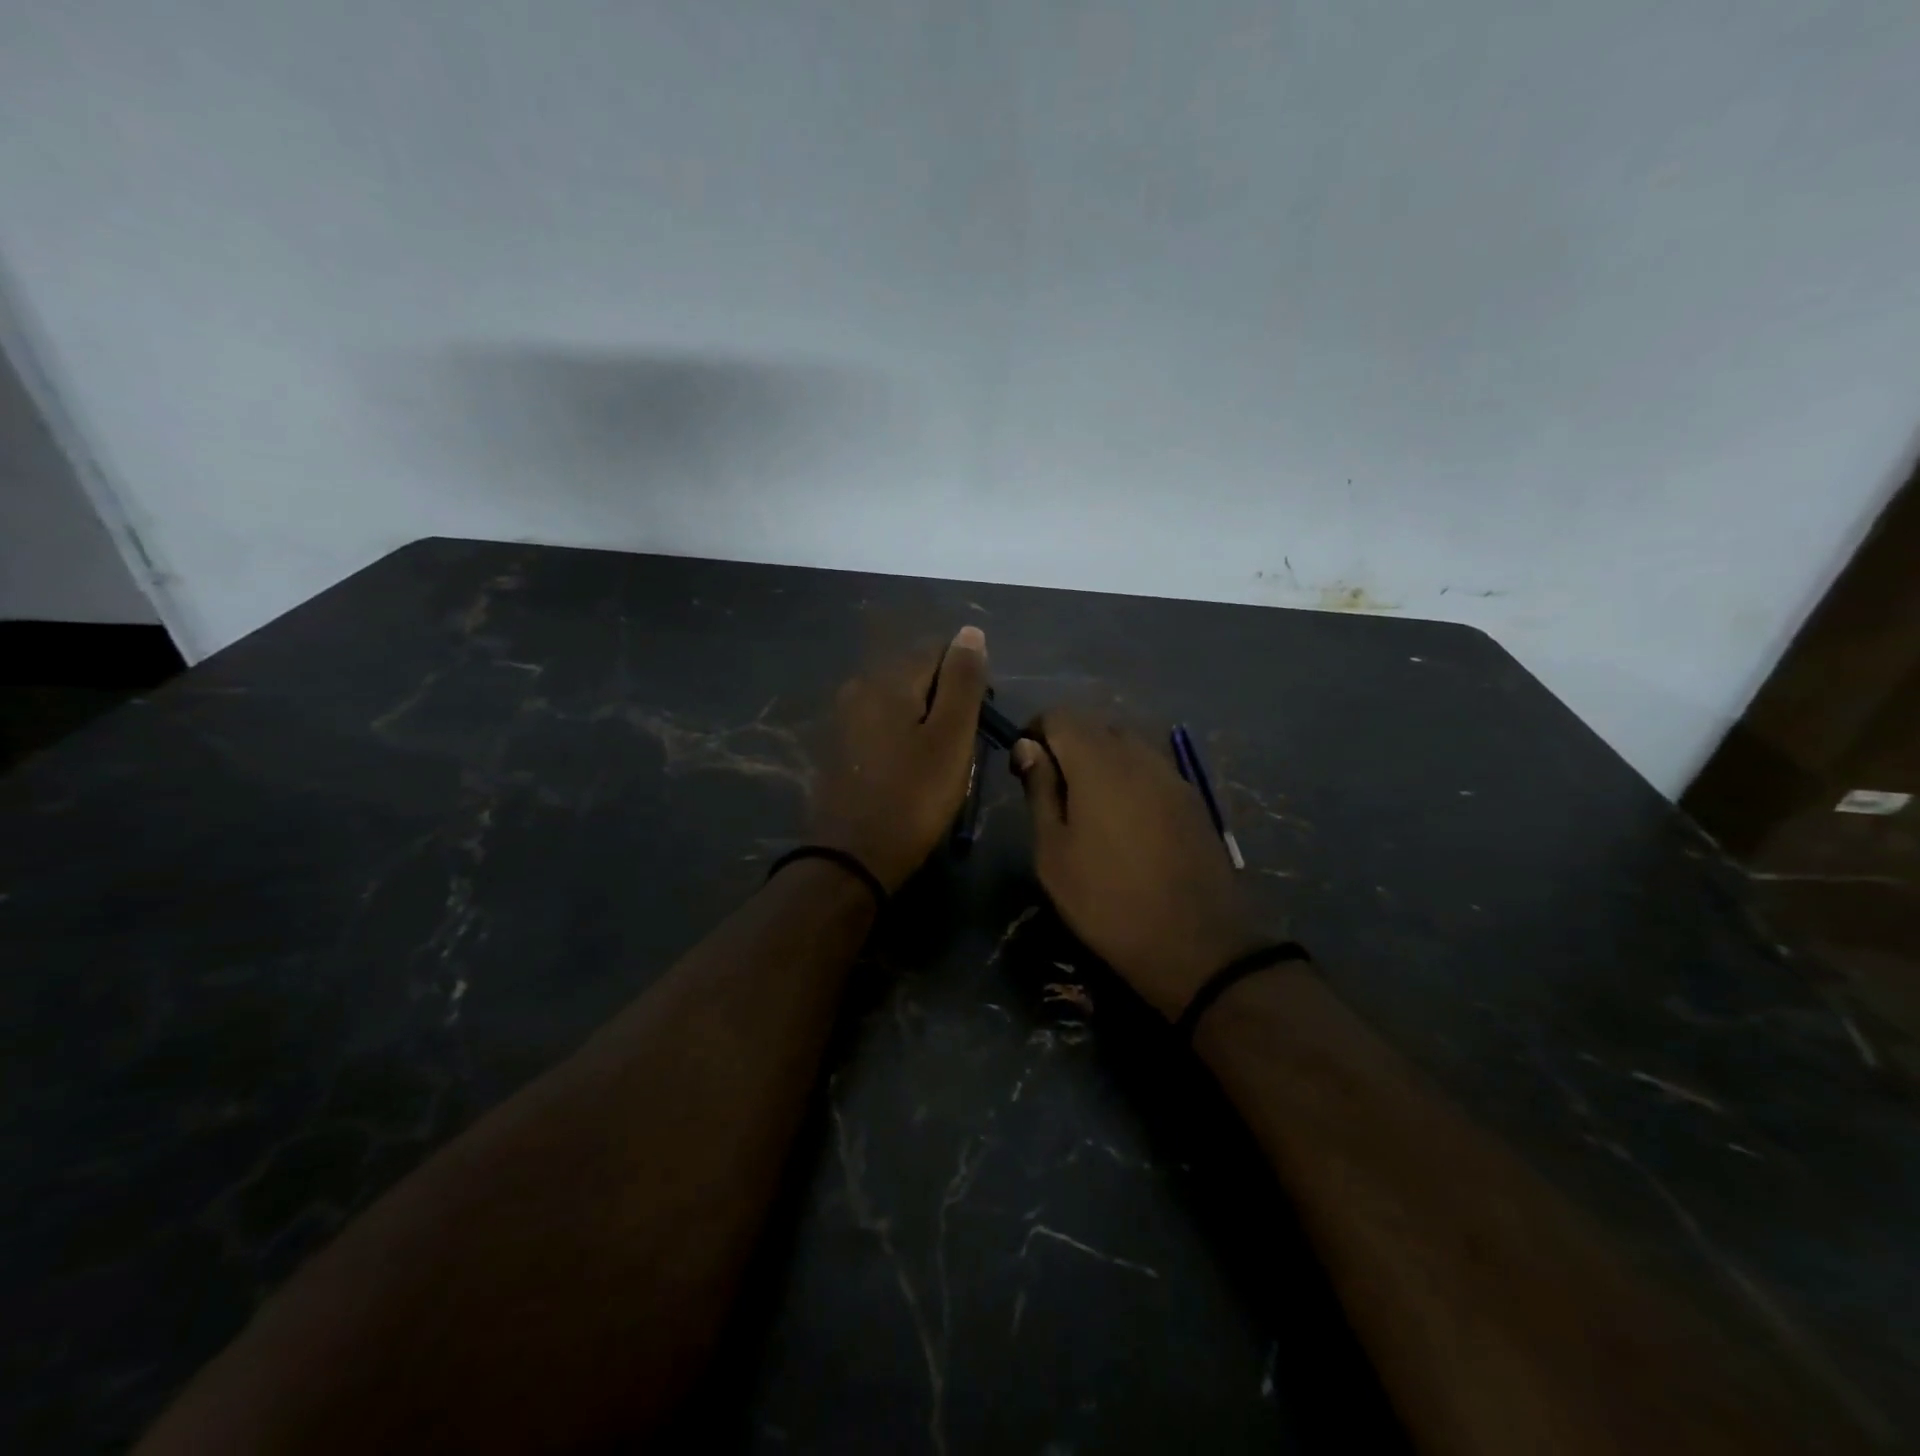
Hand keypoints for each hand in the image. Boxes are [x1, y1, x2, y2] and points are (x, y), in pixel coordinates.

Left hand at [809, 626, 987, 891]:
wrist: (853, 858)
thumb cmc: (913, 797)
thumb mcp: (951, 738)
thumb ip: (962, 681)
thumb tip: (970, 632)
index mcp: (887, 680)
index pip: (938, 652)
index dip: (966, 681)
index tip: (977, 721)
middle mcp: (858, 687)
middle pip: (916, 677)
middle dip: (944, 702)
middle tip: (960, 749)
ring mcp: (843, 718)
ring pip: (899, 705)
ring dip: (923, 724)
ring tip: (938, 765)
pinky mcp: (838, 747)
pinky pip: (881, 728)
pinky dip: (901, 740)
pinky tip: (909, 773)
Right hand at [1011, 712, 1268, 1018]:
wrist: (1196, 944)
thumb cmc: (1107, 901)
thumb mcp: (1054, 853)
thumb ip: (1040, 791)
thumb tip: (1028, 747)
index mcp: (1098, 763)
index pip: (1061, 715)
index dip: (1035, 731)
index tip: (1023, 767)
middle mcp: (1139, 755)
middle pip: (1095, 724)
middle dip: (1067, 744)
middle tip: (1052, 790)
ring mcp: (1172, 774)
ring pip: (1126, 744)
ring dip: (1099, 760)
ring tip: (1087, 807)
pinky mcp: (1192, 798)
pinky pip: (1151, 768)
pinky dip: (1128, 777)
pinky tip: (1124, 821)